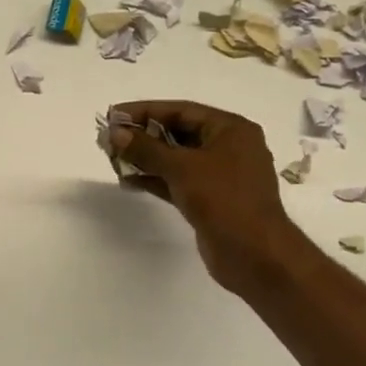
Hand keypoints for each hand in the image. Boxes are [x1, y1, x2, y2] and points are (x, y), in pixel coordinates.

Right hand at [108, 100, 301, 294]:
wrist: (255, 254)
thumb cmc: (224, 199)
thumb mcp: (182, 168)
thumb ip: (146, 149)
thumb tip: (115, 132)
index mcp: (231, 129)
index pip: (181, 110)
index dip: (144, 111)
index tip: (113, 115)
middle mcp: (229, 147)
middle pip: (179, 133)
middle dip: (144, 135)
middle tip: (110, 138)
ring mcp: (221, 176)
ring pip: (177, 159)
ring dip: (146, 158)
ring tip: (113, 158)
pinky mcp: (212, 200)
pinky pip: (179, 181)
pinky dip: (156, 179)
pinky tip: (129, 181)